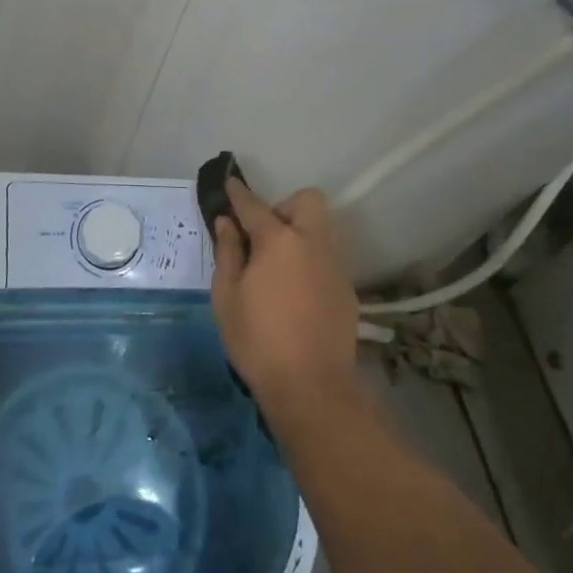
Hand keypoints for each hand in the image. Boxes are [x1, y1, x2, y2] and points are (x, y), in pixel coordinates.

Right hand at [210, 179, 360, 422]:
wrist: (312, 388)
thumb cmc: (258, 340)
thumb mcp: (227, 296)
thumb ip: (227, 253)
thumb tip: (227, 223)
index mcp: (279, 240)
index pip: (254, 205)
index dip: (238, 193)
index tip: (229, 184)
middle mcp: (312, 242)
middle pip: (307, 201)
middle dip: (284, 207)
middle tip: (263, 237)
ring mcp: (334, 265)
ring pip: (321, 229)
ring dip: (300, 233)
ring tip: (278, 266)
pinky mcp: (346, 289)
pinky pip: (326, 258)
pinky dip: (310, 261)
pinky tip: (295, 292)